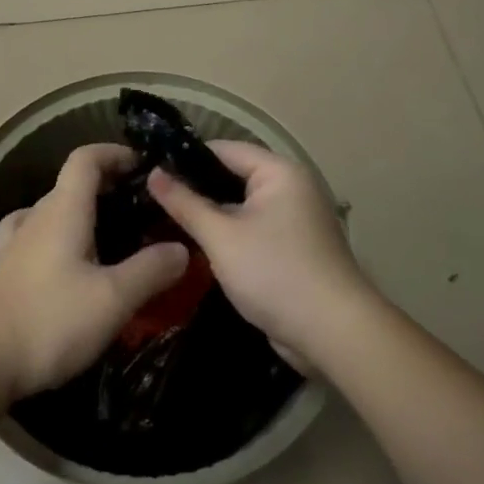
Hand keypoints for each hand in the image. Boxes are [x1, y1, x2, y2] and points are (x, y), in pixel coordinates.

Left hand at [0, 144, 189, 421]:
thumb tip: (181, 248)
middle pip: (71, 184)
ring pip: (53, 212)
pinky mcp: (4, 272)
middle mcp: (36, 218)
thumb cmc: (48, 321)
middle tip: (141, 211)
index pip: (85, 159)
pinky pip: (35, 238)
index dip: (114, 153)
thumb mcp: (112, 299)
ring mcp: (14, 245)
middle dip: (107, 187)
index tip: (144, 166)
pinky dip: (57, 238)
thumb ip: (150, 271)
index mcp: (62, 211)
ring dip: (82, 214)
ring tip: (110, 238)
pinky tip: (65, 263)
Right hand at [146, 141, 370, 371]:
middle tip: (151, 198)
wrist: (333, 334)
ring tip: (165, 220)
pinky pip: (252, 230)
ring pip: (241, 207)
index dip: (185, 158)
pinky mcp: (293, 248)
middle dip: (195, 189)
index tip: (150, 170)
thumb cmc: (275, 272)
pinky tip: (197, 246)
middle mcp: (291, 188)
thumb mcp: (221, 236)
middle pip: (232, 176)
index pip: (223, 150)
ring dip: (210, 215)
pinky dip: (229, 235)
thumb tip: (154, 174)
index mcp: (278, 172)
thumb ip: (185, 204)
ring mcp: (294, 220)